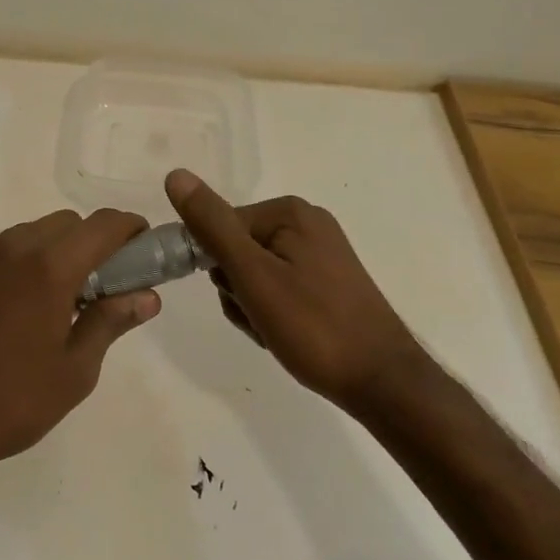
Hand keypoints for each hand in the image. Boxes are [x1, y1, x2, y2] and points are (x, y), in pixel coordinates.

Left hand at [0, 209, 161, 484]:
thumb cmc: (12, 404)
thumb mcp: (75, 372)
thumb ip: (111, 322)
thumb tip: (147, 296)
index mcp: (49, 268)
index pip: (101, 224)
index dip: (128, 228)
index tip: (139, 246)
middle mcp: (10, 249)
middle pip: (63, 223)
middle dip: (88, 242)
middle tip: (96, 285)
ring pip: (24, 237)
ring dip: (46, 255)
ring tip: (47, 304)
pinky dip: (7, 273)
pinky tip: (1, 317)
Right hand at [165, 169, 420, 412]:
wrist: (384, 384)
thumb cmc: (314, 328)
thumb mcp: (253, 275)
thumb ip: (212, 226)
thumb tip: (175, 175)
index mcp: (289, 212)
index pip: (221, 227)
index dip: (219, 268)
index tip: (241, 300)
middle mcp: (306, 222)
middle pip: (237, 250)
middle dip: (238, 290)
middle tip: (261, 319)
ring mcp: (320, 253)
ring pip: (254, 274)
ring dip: (253, 306)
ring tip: (277, 332)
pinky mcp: (328, 280)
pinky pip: (279, 287)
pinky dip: (274, 312)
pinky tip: (289, 335)